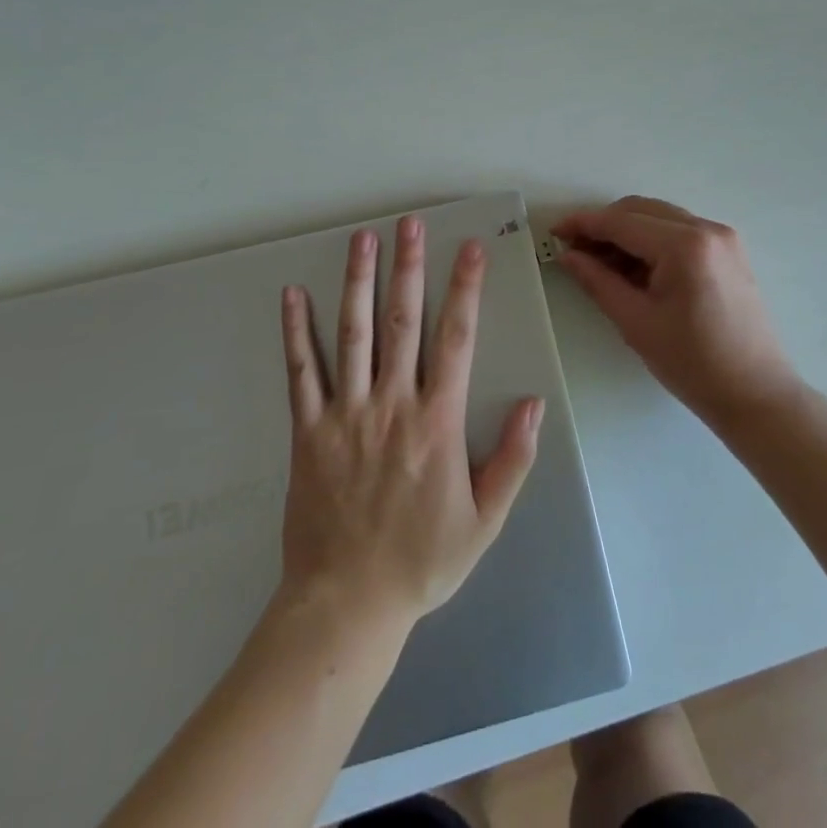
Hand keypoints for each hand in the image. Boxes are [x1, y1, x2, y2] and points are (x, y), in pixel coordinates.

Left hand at [277, 217, 542, 637]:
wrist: (346, 604)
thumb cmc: (422, 561)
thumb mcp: (485, 520)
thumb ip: (513, 459)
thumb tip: (534, 402)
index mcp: (437, 421)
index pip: (456, 338)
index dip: (465, 289)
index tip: (469, 249)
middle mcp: (392, 403)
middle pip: (402, 321)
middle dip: (409, 267)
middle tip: (410, 223)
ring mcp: (345, 413)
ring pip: (352, 333)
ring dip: (358, 282)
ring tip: (363, 239)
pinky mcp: (308, 430)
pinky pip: (301, 372)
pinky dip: (296, 331)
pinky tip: (292, 295)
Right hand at [553, 196, 799, 425]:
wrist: (756, 394)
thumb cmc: (693, 364)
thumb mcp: (636, 322)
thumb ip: (598, 281)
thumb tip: (569, 255)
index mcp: (685, 245)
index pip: (622, 222)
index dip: (584, 224)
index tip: (555, 232)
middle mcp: (707, 229)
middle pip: (641, 210)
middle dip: (604, 225)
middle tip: (574, 250)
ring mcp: (723, 237)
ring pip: (660, 218)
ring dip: (627, 232)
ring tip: (600, 262)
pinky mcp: (728, 250)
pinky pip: (679, 231)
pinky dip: (652, 241)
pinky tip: (633, 267)